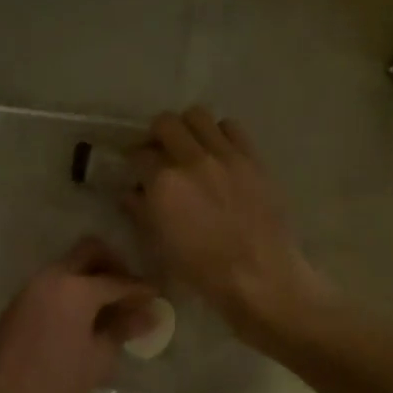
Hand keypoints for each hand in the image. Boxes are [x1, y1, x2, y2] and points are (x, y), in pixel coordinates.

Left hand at [0, 238, 157, 392]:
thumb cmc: (57, 390)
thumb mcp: (98, 360)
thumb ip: (123, 329)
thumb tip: (149, 314)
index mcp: (74, 289)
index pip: (117, 280)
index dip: (140, 289)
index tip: (157, 298)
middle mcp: (50, 278)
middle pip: (88, 252)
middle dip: (114, 266)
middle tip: (130, 294)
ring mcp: (29, 290)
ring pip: (67, 267)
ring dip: (90, 278)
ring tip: (109, 311)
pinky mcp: (16, 306)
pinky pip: (51, 285)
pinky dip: (71, 292)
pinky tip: (83, 322)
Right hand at [123, 108, 335, 346]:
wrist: (261, 277)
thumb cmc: (203, 270)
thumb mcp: (161, 245)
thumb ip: (141, 211)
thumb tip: (131, 193)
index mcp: (163, 183)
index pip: (138, 154)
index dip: (134, 161)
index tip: (136, 169)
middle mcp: (192, 160)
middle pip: (165, 122)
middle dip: (157, 135)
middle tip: (160, 152)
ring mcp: (225, 155)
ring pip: (198, 115)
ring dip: (188, 127)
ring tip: (191, 147)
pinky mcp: (252, 158)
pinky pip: (231, 128)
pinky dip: (220, 134)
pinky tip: (219, 153)